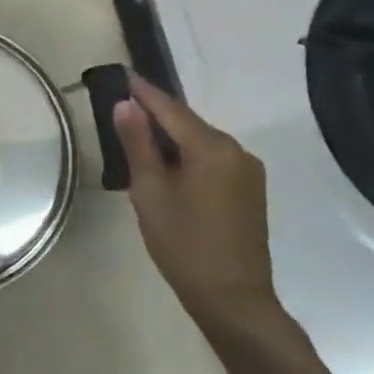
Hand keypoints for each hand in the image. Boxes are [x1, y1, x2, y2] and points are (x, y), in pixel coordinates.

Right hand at [110, 74, 283, 337]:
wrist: (233, 298)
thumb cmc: (183, 244)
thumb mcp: (150, 192)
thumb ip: (138, 145)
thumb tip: (125, 104)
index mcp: (211, 148)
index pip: (171, 109)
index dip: (145, 93)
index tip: (124, 75)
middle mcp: (236, 151)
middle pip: (188, 123)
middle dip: (157, 114)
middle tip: (124, 106)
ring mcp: (247, 171)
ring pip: (201, 142)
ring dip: (172, 136)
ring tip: (139, 134)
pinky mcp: (249, 190)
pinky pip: (213, 159)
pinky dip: (188, 154)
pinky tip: (168, 164)